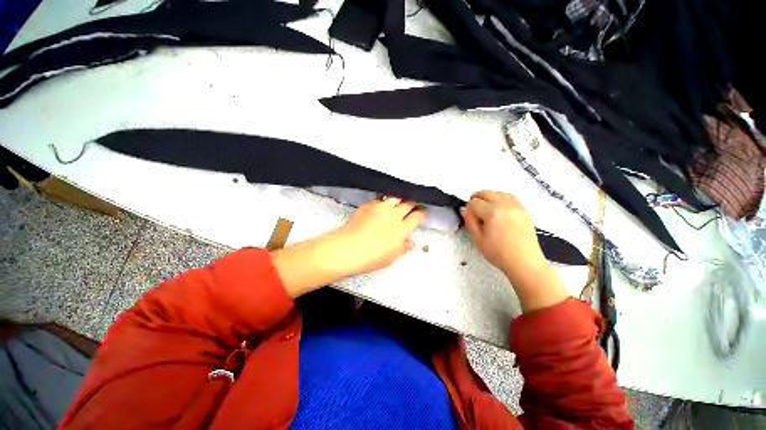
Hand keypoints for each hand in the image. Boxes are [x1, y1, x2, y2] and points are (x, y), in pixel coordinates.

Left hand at [332, 197, 424, 275]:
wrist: (349, 248)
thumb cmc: (373, 256)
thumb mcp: (392, 256)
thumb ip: (403, 246)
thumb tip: (412, 242)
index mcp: (402, 228)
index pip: (416, 217)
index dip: (420, 213)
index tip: (421, 211)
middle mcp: (393, 215)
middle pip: (408, 203)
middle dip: (412, 202)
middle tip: (412, 203)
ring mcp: (380, 208)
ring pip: (394, 197)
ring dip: (398, 199)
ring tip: (397, 202)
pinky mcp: (368, 205)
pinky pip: (379, 200)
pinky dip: (382, 202)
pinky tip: (379, 206)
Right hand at [462, 190, 567, 311]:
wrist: (525, 263)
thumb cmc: (499, 253)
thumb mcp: (478, 239)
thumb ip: (470, 221)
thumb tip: (464, 209)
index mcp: (492, 213)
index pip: (474, 202)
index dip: (468, 208)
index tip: (469, 216)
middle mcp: (505, 205)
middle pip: (487, 193)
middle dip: (477, 198)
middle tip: (474, 210)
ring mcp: (517, 206)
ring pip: (498, 193)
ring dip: (489, 197)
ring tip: (485, 208)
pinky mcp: (524, 210)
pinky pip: (510, 197)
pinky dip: (501, 198)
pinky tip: (498, 207)